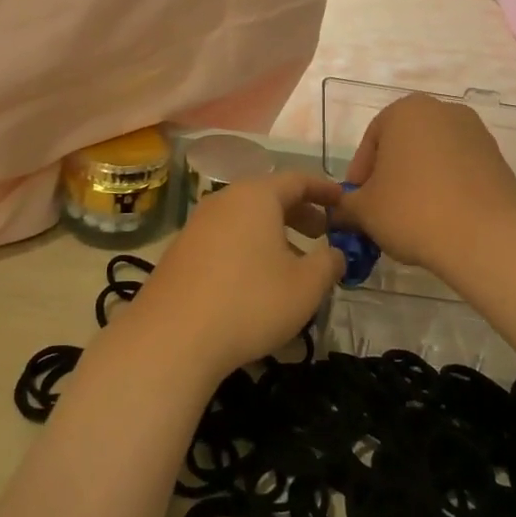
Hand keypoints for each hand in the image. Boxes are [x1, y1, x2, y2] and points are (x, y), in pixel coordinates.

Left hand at [126, 171, 344, 382]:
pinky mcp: (182, 250)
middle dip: (299, 213)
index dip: (323, 189)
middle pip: (269, 197)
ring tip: (293, 263)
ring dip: (274, 233)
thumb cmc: (250, 301)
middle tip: (322, 233)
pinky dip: (249, 247)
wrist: (173, 336)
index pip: (297, 179)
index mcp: (257, 196)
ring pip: (246, 219)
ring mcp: (198, 224)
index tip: (342, 200)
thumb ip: (328, 264)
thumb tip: (336, 254)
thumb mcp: (305, 286)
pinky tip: (256, 280)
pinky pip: (226, 237)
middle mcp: (225, 200)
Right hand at [332, 94, 515, 279]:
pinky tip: (441, 220)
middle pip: (403, 146)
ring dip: (418, 183)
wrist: (487, 238)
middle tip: (381, 212)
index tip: (356, 205)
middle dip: (389, 177)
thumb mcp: (364, 211)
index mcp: (405, 110)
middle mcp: (442, 110)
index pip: (371, 142)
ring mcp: (475, 133)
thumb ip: (344, 206)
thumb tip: (336, 213)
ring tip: (412, 220)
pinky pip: (460, 171)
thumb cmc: (413, 211)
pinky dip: (446, 189)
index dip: (359, 177)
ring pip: (433, 158)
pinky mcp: (498, 159)